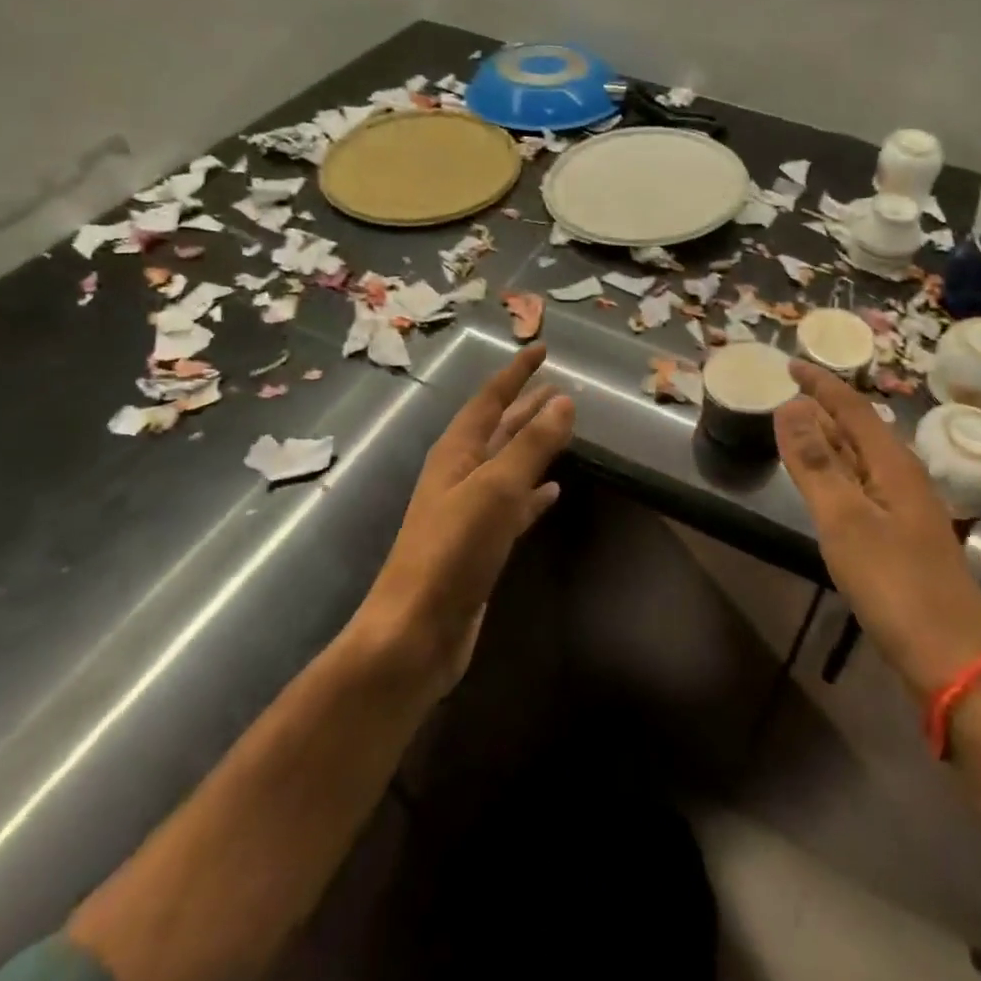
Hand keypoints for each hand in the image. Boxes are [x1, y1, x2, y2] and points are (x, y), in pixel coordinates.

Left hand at [355, 344, 574, 695]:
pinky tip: (553, 492)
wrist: (416, 631)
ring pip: (507, 464)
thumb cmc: (453, 550)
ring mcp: (468, 511)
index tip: (542, 348)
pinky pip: (513, 506)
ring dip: (532, 445)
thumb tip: (564, 400)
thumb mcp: (496, 489)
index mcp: (456, 452)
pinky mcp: (480, 544)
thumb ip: (531, 445)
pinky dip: (533, 494)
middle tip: (559, 386)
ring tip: (562, 428)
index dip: (516, 372)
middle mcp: (459, 474)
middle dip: (526, 406)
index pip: (490, 398)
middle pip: (498, 428)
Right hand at [774, 361, 980, 698]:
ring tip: (797, 430)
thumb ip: (816, 463)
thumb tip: (791, 405)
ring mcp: (905, 511)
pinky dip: (837, 475)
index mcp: (894, 465)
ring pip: (861, 460)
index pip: (854, 408)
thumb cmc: (896, 586)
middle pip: (860, 430)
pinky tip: (825, 488)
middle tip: (786, 394)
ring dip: (830, 441)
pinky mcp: (900, 540)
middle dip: (824, 408)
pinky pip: (862, 489)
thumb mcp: (846, 520)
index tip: (791, 364)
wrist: (955, 662)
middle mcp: (903, 479)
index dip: (822, 384)